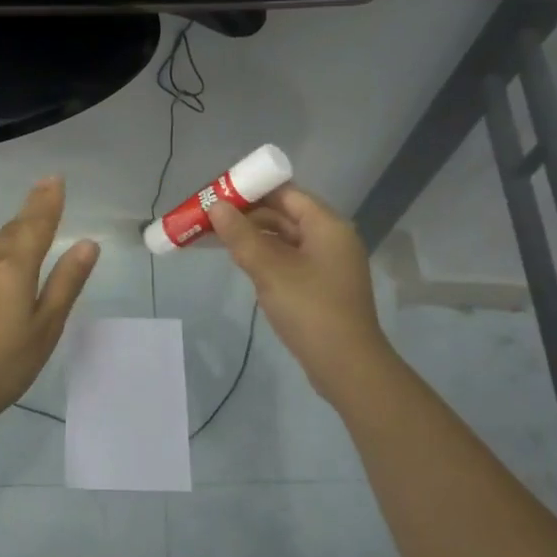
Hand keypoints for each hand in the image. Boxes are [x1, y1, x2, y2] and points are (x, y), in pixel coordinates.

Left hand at [0, 176, 99, 431]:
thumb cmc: (4, 366)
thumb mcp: (45, 327)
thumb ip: (66, 282)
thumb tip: (87, 244)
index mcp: (13, 269)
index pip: (35, 224)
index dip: (47, 201)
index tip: (55, 178)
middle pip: (12, 229)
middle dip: (31, 211)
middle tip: (47, 192)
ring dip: (13, 231)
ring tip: (30, 223)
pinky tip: (3, 262)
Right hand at [207, 184, 396, 402]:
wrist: (346, 366)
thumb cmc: (310, 310)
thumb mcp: (270, 270)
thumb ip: (241, 236)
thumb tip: (215, 206)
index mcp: (327, 225)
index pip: (285, 193)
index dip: (251, 190)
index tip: (218, 193)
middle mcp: (331, 238)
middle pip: (284, 214)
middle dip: (247, 215)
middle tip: (209, 218)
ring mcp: (327, 263)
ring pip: (284, 239)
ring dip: (253, 237)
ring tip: (216, 239)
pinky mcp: (321, 286)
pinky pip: (289, 260)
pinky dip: (265, 257)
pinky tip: (241, 263)